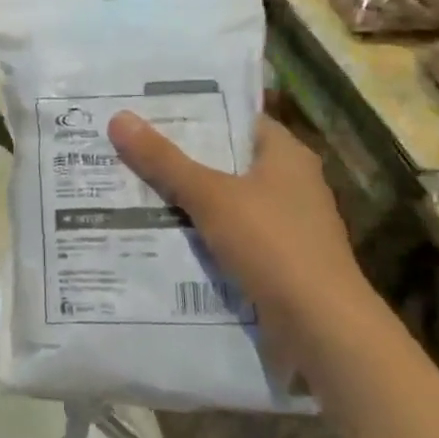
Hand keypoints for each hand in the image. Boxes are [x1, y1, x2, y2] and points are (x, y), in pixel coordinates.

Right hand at [106, 111, 371, 345]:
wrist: (320, 326)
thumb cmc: (272, 244)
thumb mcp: (210, 196)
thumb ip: (164, 160)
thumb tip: (119, 118)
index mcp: (286, 155)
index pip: (236, 119)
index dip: (194, 113)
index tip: (148, 112)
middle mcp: (289, 183)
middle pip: (224, 160)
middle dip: (179, 157)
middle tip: (126, 146)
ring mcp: (284, 223)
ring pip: (222, 200)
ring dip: (184, 197)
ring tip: (129, 186)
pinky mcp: (274, 259)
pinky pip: (226, 234)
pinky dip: (196, 232)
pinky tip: (157, 232)